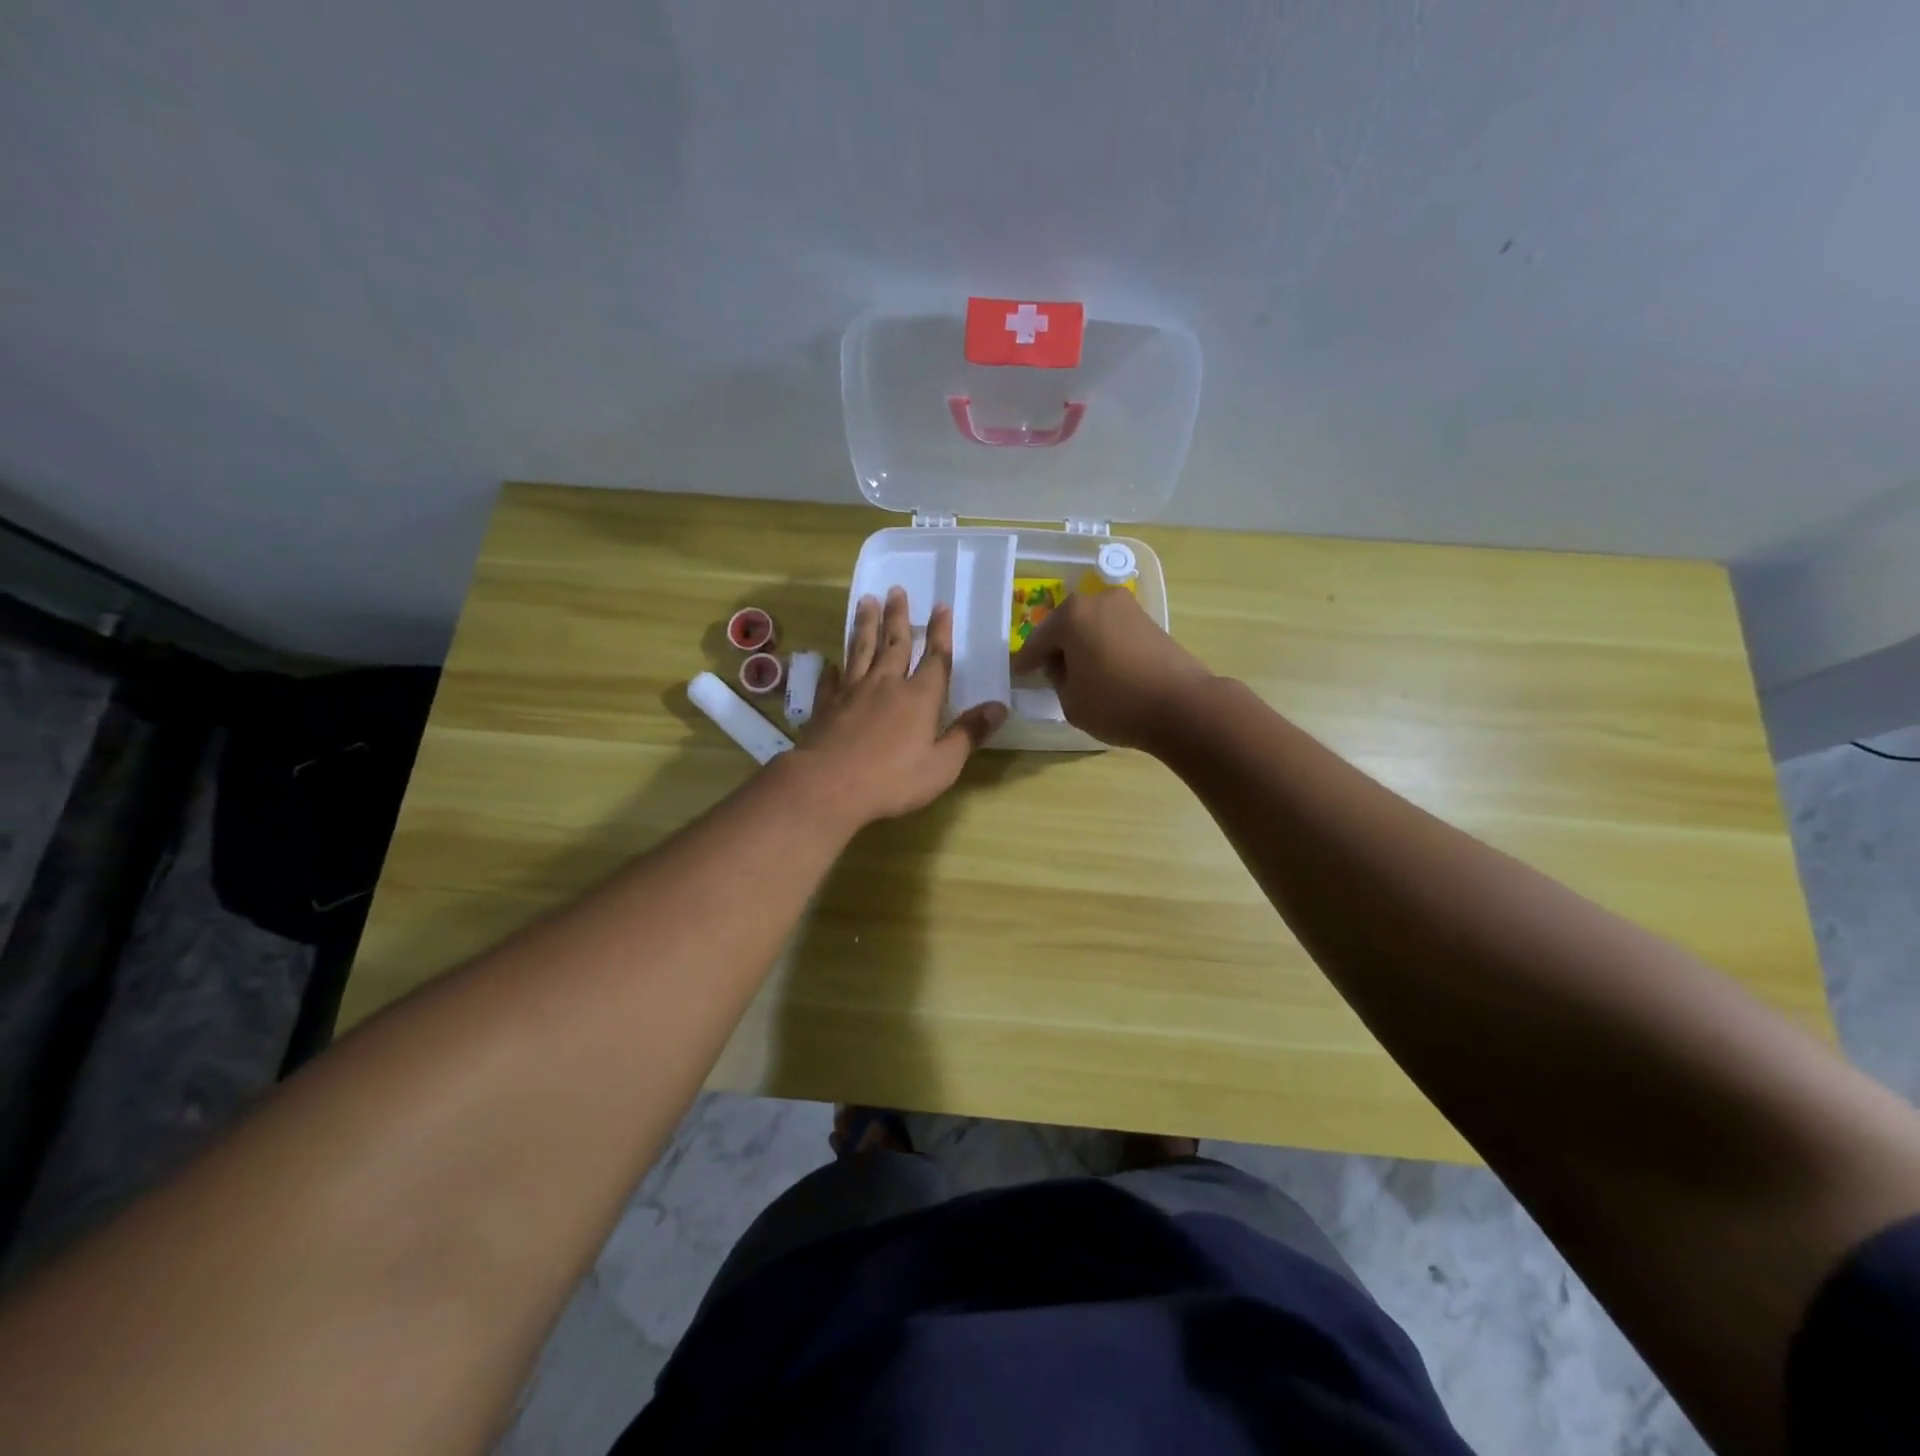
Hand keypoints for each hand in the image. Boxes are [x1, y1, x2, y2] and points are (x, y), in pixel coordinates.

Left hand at [793, 587, 1006, 826]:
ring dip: (865, 625)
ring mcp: (852, 692)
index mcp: (920, 698)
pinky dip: (833, 668)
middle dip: (898, 616)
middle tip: (896, 590)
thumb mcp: (943, 764)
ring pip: (861, 650)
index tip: (941, 605)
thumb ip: (969, 734)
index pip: (935, 658)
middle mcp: (887, 685)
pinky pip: (831, 680)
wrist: (829, 785)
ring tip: (866, 601)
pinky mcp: (826, 706)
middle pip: (895, 644)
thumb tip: (999, 707)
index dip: (940, 632)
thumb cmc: (893, 780)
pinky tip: (832, 662)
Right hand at [1009, 588, 1213, 750]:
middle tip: (1048, 671)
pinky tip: (1104, 669)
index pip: (1038, 640)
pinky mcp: (1150, 622)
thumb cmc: (1117, 704)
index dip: (1027, 660)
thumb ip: (1058, 680)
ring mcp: (1128, 608)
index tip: (1019, 672)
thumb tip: (1065, 667)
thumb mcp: (1071, 701)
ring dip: (1082, 646)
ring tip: (1078, 673)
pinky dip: (1104, 648)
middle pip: (1066, 626)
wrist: (1183, 706)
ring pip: (1091, 627)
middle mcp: (1099, 601)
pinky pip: (1113, 633)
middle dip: (1056, 648)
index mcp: (1072, 615)